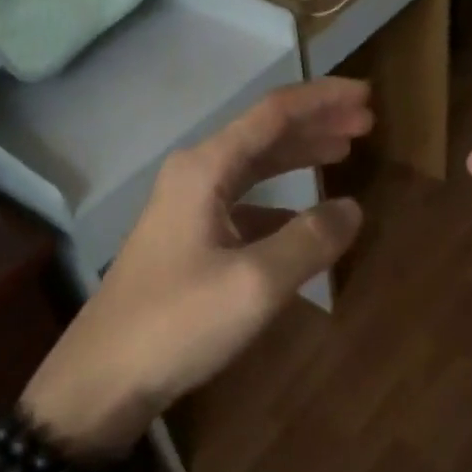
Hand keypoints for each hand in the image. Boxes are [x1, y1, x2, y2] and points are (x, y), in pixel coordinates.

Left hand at [23, 79, 371, 454]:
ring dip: (298, 156)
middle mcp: (194, 176)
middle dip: (316, 123)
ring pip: (253, 167)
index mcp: (205, 169)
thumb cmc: (178, 323)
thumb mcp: (256, 283)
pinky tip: (303, 218)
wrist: (103, 377)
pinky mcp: (187, 240)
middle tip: (366, 122)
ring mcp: (186, 208)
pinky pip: (244, 204)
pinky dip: (280, 201)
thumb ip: (310, 241)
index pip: (273, 113)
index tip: (368, 94)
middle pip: (263, 134)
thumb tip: (352, 209)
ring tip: (343, 152)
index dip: (323, 99)